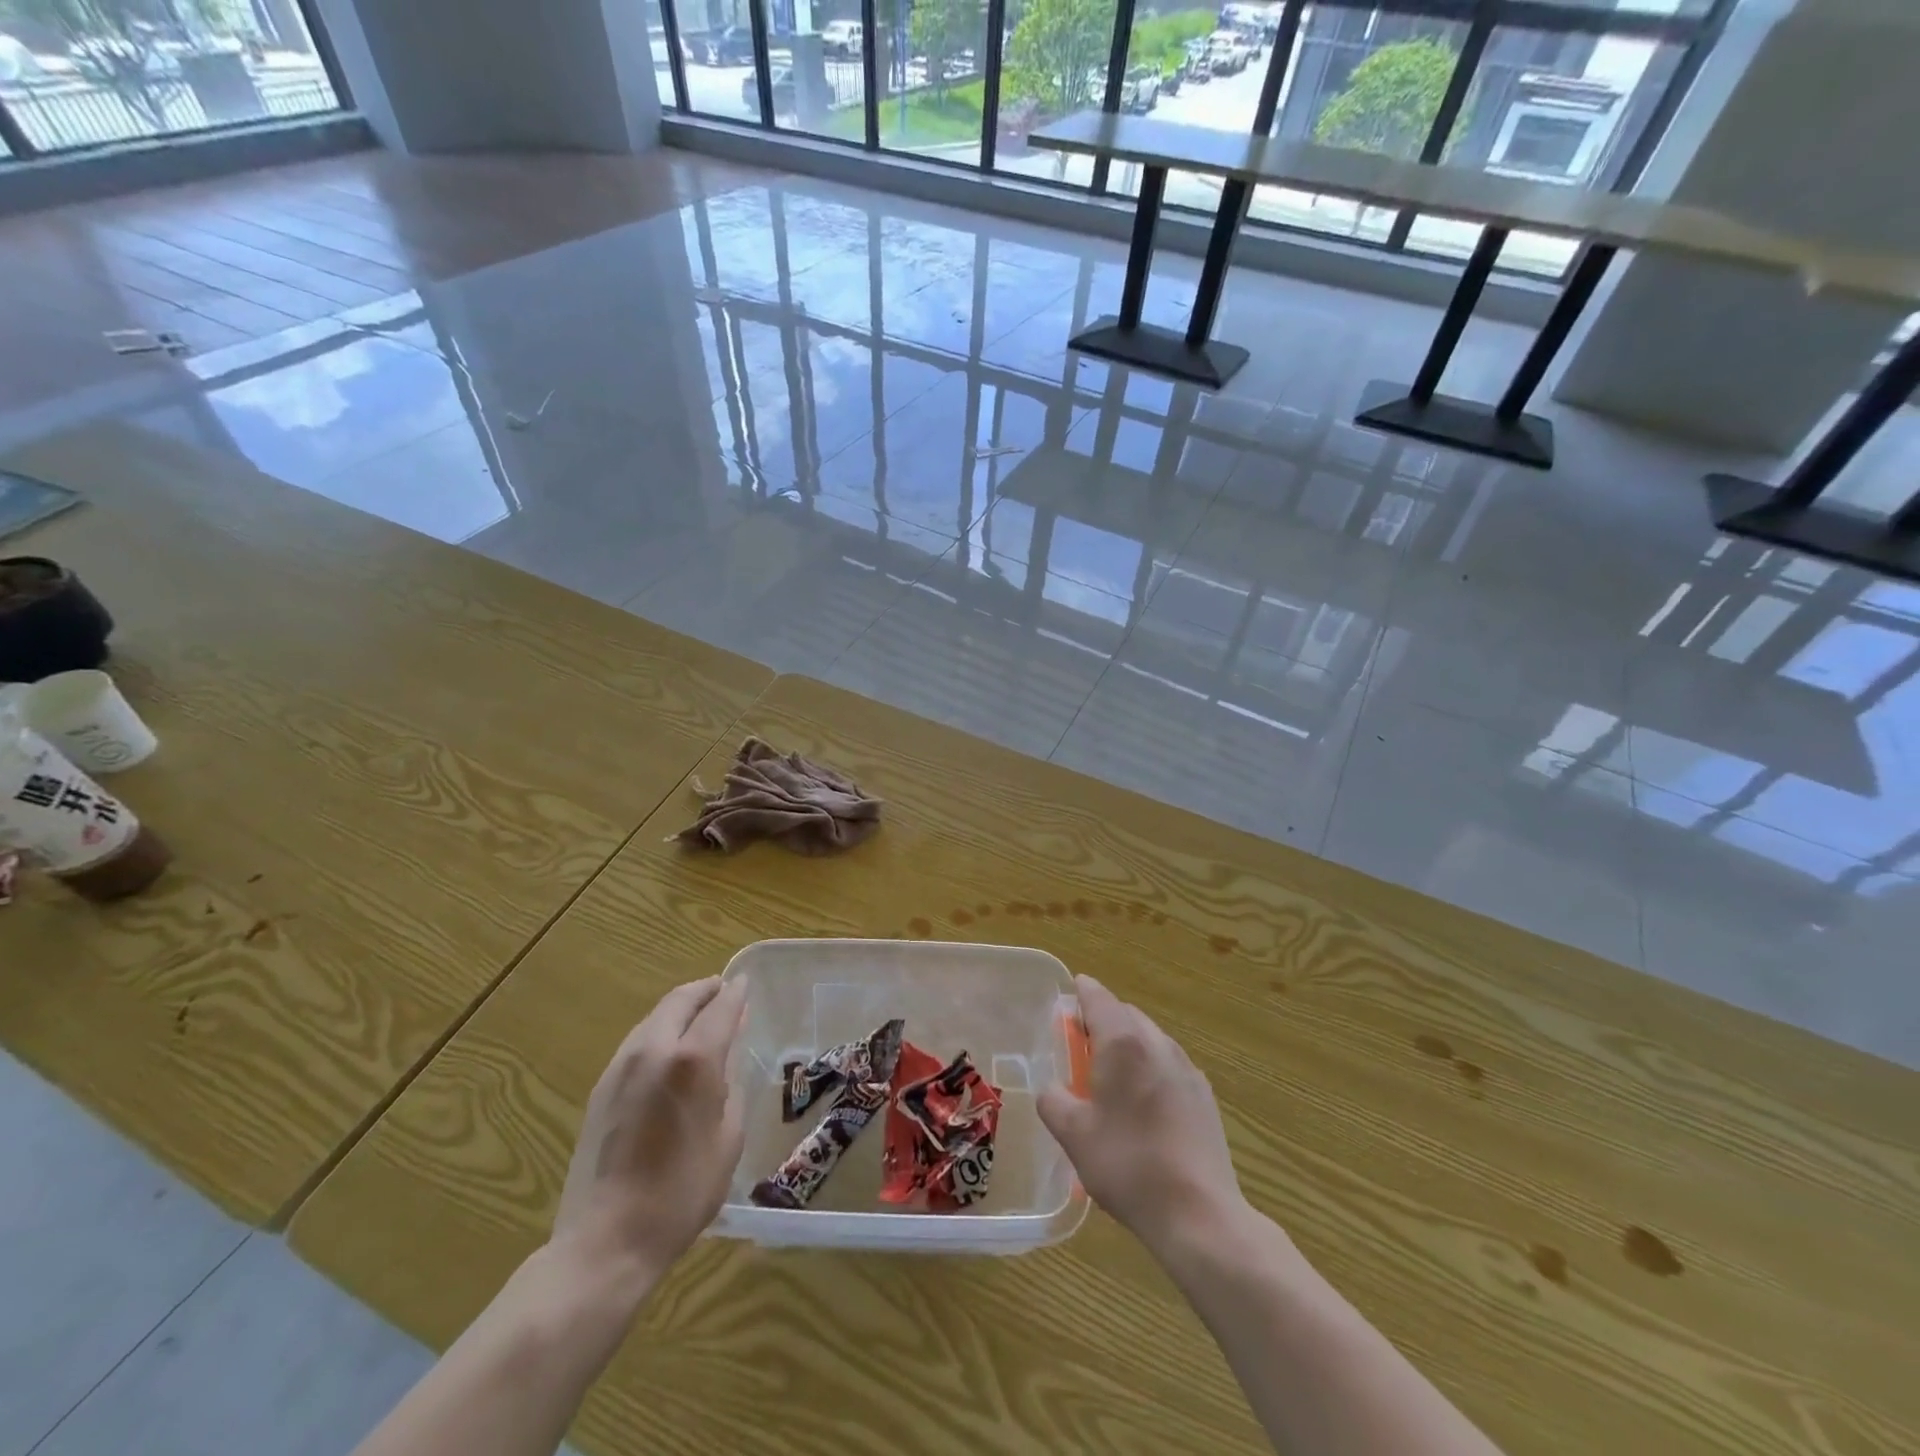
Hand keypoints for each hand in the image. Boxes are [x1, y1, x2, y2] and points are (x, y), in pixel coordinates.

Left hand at [550, 977, 746, 1286]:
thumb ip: (729, 1086)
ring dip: (679, 1009)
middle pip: (680, 1001)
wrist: (608, 1240)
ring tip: (698, 1017)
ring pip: (654, 1017)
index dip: (736, 993)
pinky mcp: (601, 1088)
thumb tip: (727, 1055)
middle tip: (723, 991)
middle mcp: (654, 1050)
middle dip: (704, 991)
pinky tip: (669, 1050)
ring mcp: (621, 1067)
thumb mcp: (727, 1138)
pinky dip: (659, 1031)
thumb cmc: (683, 1192)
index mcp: (693, 1060)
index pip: (720, 1008)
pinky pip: (637, 1041)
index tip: (745, 983)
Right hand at [1038, 974, 1248, 1254]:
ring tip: (1110, 1073)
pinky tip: (1143, 1101)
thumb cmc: (1128, 1165)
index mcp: (1123, 1043)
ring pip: (1150, 1038)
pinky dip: (1150, 1066)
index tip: (1068, 992)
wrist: (1199, 1213)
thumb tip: (1051, 1089)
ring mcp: (1186, 1068)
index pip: (1098, 998)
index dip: (1081, 991)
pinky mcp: (1204, 1095)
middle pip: (1126, 1014)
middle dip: (1102, 1019)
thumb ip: (1053, 1101)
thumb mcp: (1074, 1135)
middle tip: (1079, 1041)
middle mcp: (1157, 1044)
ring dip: (1128, 1043)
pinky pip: (1169, 1064)